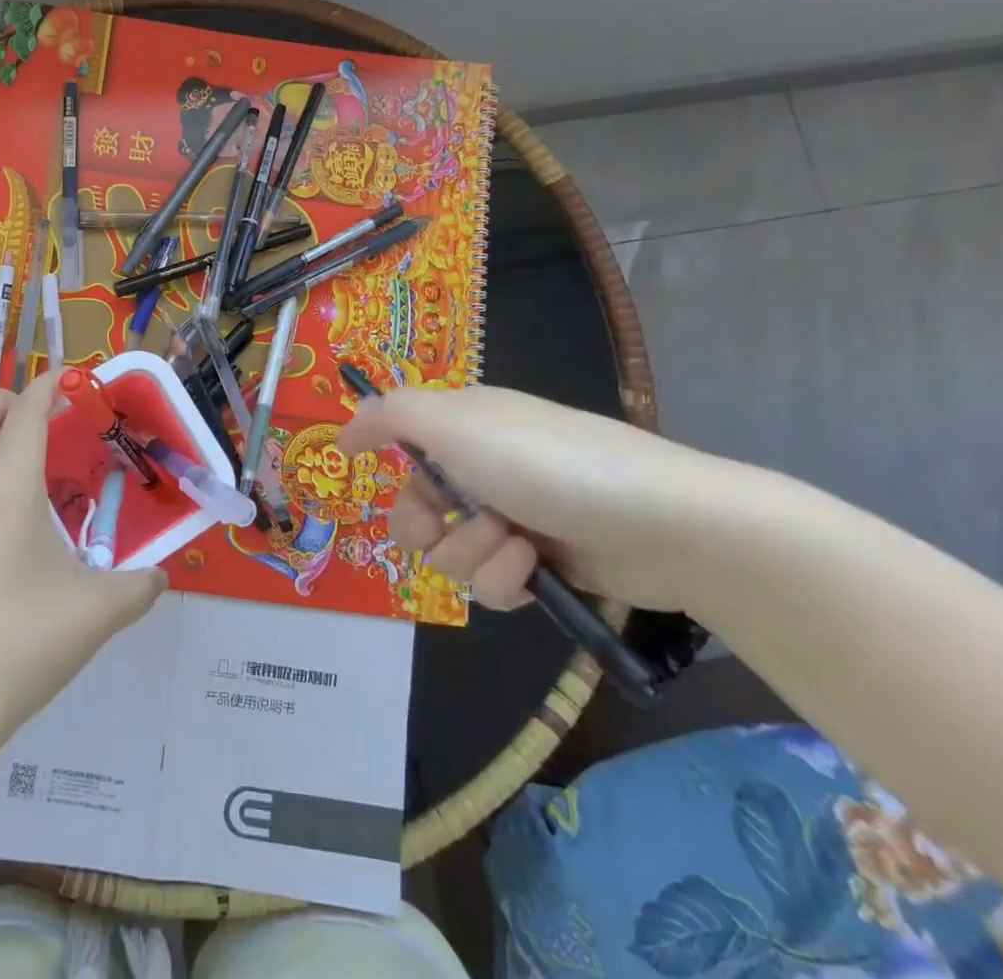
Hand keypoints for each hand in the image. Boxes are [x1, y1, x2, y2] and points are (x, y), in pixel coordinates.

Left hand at [0, 373, 167, 762]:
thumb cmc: (20, 644)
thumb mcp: (96, 614)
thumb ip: (138, 588)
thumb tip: (159, 578)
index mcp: (7, 494)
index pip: (26, 416)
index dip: (48, 386)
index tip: (72, 376)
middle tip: (37, 416)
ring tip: (41, 479)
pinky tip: (22, 542)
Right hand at [338, 386, 781, 611]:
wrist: (660, 523)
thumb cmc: (544, 462)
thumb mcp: (453, 423)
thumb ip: (388, 417)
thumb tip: (342, 433)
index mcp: (465, 425)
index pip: (403, 442)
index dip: (390, 466)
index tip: (373, 477)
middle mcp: (485, 467)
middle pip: (418, 508)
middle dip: (426, 525)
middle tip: (445, 524)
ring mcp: (515, 516)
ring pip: (451, 552)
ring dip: (473, 553)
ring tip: (514, 544)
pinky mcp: (543, 565)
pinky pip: (492, 584)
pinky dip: (505, 579)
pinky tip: (533, 569)